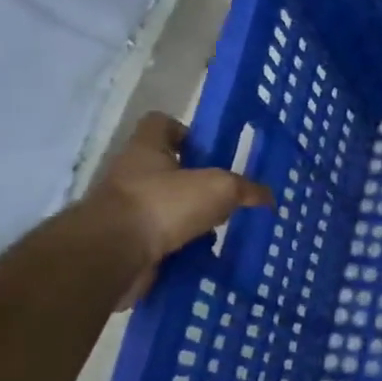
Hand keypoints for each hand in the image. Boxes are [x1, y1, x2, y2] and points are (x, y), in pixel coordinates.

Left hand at [89, 112, 272, 307]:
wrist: (113, 255)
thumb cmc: (164, 204)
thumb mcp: (220, 188)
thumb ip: (246, 189)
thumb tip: (268, 197)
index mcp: (147, 150)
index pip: (161, 124)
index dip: (186, 132)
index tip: (210, 152)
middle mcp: (131, 175)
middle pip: (166, 170)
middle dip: (195, 184)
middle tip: (225, 196)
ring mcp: (125, 211)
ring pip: (165, 209)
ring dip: (190, 220)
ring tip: (219, 230)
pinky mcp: (126, 244)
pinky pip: (160, 242)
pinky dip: (181, 249)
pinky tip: (204, 256)